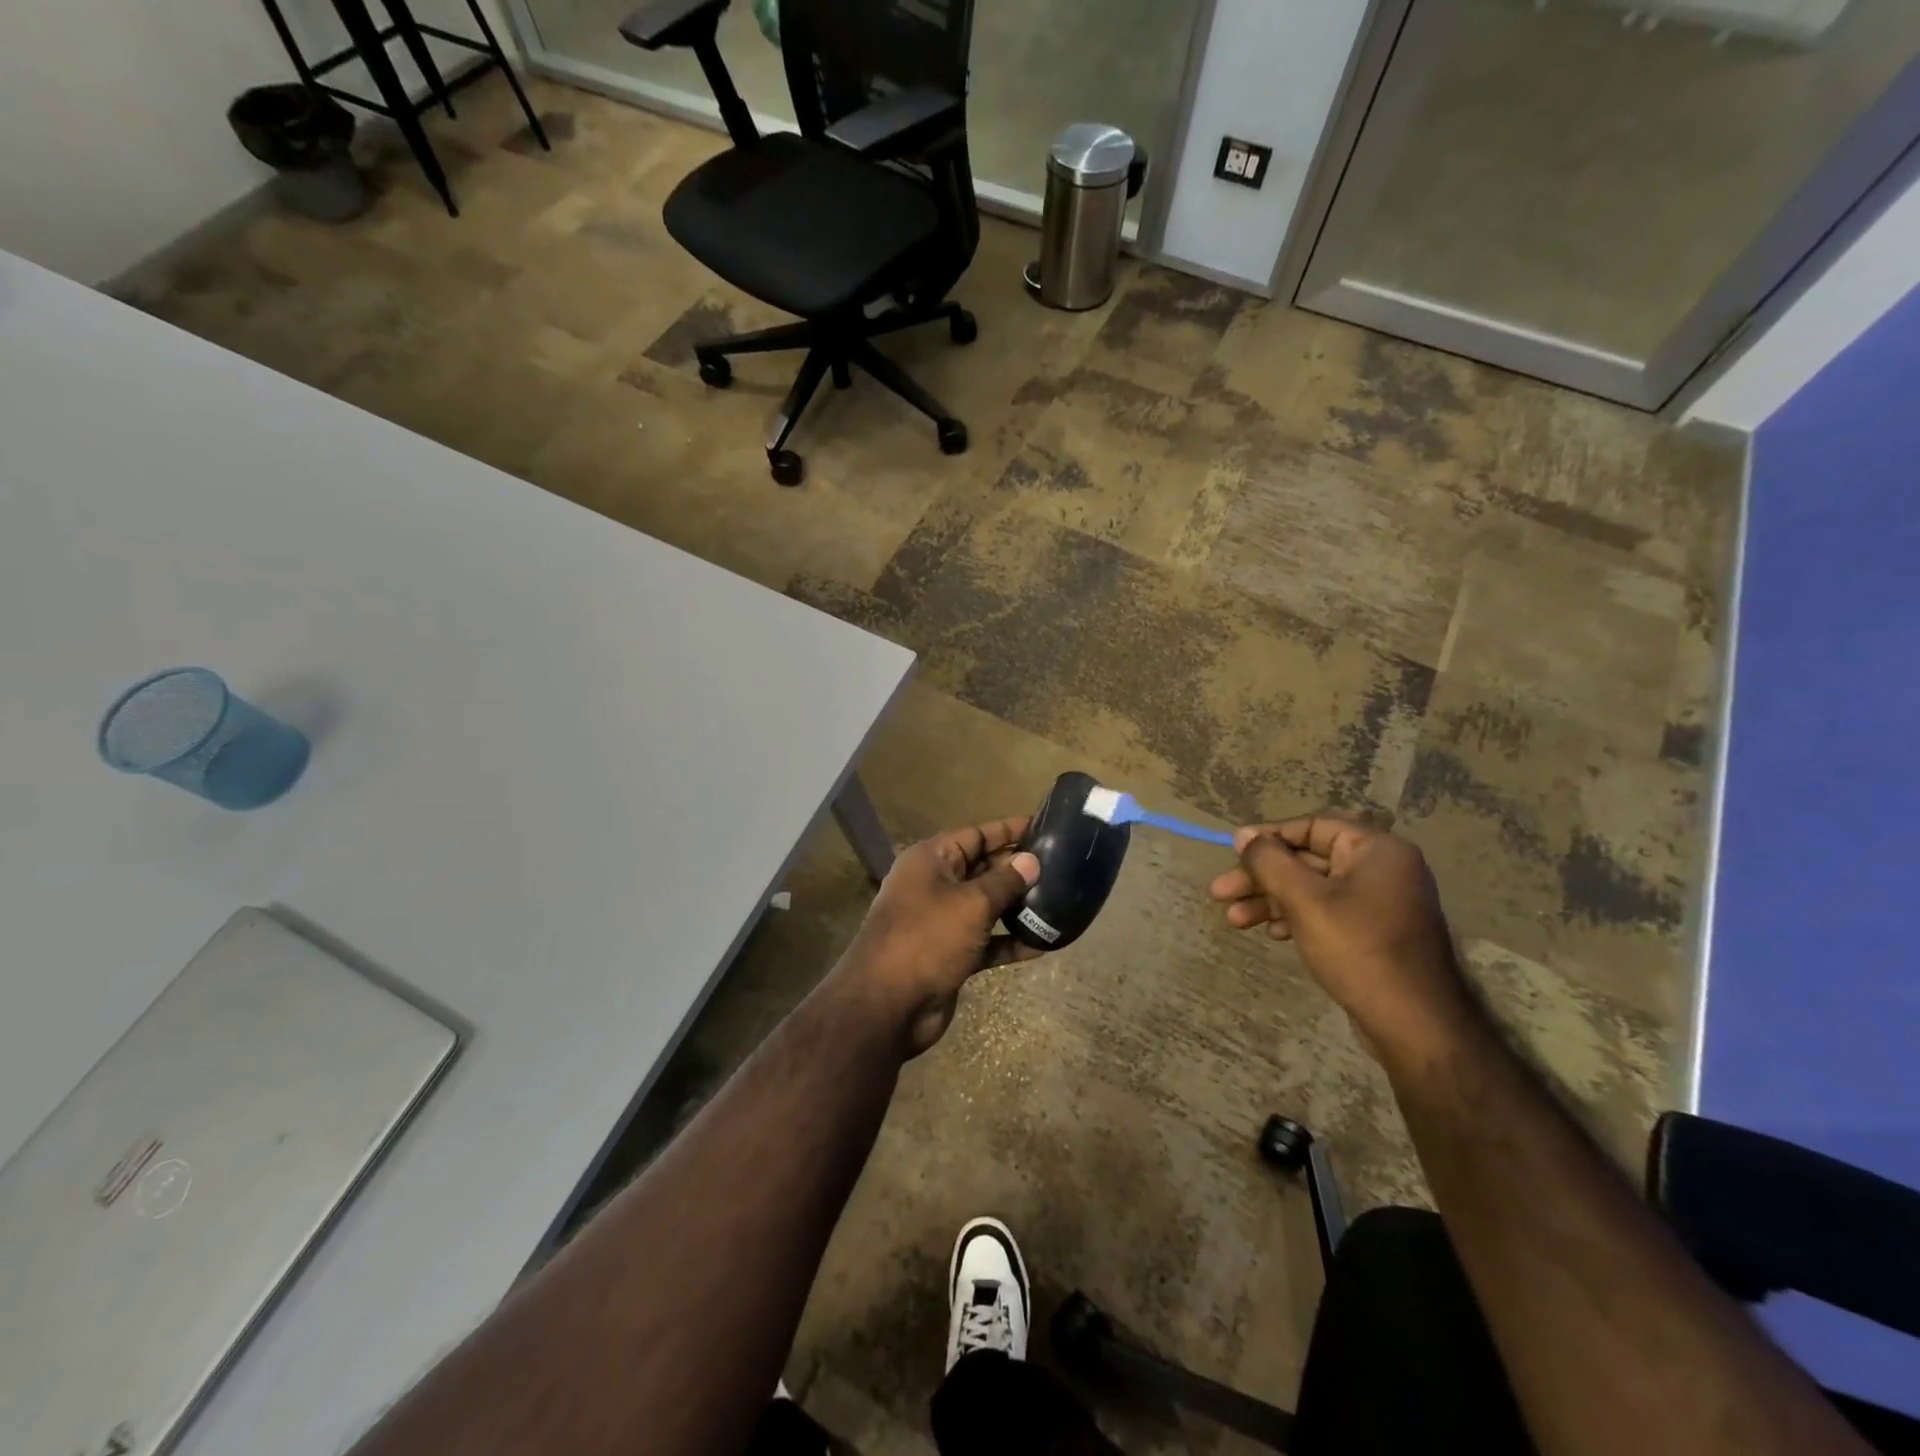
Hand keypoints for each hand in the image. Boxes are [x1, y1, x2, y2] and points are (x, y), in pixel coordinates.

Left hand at [838, 816, 1041, 1057]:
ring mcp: (941, 921)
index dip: (1008, 830)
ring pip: (986, 905)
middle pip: (982, 868)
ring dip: (1017, 906)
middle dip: (1017, 868)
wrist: (887, 1006)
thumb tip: (1031, 861)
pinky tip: (1044, 943)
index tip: (1044, 826)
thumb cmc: (927, 939)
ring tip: (1059, 900)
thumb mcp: (971, 904)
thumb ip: (1004, 881)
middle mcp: (934, 885)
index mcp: (931, 860)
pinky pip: (986, 940)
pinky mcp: (950, 954)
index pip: (975, 834)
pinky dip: (1010, 941)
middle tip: (1060, 866)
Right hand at [1210, 816, 1470, 1051]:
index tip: (1232, 853)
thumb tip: (1243, 834)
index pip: (1311, 827)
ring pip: (1312, 889)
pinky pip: (1327, 912)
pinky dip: (1296, 917)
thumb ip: (1270, 861)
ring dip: (1271, 901)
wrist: (1416, 1024)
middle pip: (1307, 860)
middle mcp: (1382, 869)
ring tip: (1234, 920)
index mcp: (1376, 850)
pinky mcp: (1375, 933)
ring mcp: (1380, 903)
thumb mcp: (1304, 900)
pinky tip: (1271, 933)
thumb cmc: (1358, 949)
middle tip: (1220, 894)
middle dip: (1261, 878)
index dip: (1267, 838)